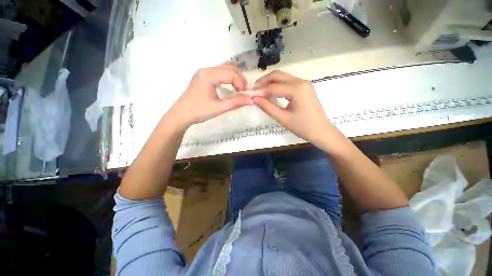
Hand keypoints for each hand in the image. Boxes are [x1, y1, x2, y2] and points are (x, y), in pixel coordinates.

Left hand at [166, 63, 252, 129]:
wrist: (181, 115)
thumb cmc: (199, 111)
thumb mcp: (219, 108)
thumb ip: (236, 103)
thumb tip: (251, 100)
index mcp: (209, 75)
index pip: (231, 73)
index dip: (240, 83)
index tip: (244, 95)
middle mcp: (206, 69)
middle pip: (229, 67)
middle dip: (239, 78)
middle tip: (243, 92)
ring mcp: (203, 72)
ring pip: (224, 68)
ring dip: (235, 76)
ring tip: (239, 88)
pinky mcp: (203, 76)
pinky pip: (219, 72)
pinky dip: (228, 77)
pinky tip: (230, 86)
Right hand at [252, 70, 335, 145]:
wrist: (322, 132)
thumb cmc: (303, 127)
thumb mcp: (283, 118)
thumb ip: (268, 107)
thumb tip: (254, 98)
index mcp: (297, 89)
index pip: (273, 87)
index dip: (260, 91)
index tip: (249, 94)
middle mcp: (301, 81)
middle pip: (278, 75)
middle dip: (264, 81)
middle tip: (254, 90)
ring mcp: (304, 84)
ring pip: (283, 77)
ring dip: (270, 83)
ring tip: (260, 92)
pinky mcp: (304, 88)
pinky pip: (288, 83)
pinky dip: (277, 86)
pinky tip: (271, 93)